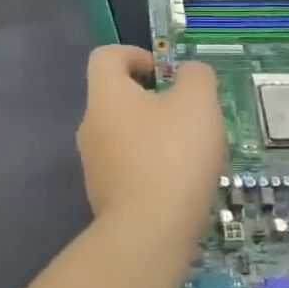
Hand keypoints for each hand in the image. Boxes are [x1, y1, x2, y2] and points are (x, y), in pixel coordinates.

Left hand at [76, 46, 226, 247]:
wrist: (148, 234)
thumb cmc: (172, 156)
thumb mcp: (197, 103)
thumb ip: (196, 76)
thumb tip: (189, 72)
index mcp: (106, 97)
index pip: (105, 57)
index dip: (134, 53)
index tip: (163, 71)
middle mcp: (91, 127)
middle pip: (118, 98)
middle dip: (154, 100)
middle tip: (190, 114)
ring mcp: (95, 166)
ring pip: (127, 136)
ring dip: (157, 136)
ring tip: (195, 153)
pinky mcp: (106, 198)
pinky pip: (130, 169)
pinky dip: (154, 168)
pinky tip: (183, 185)